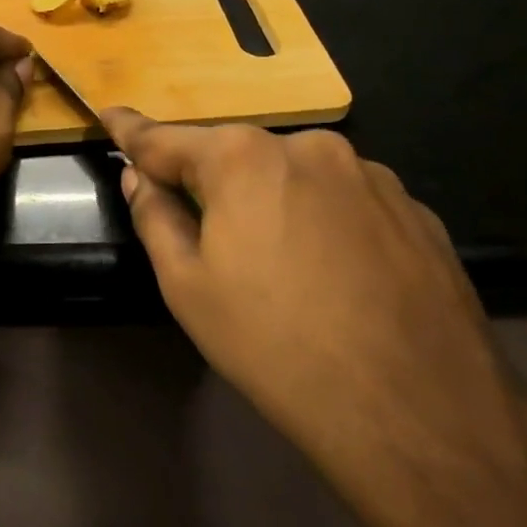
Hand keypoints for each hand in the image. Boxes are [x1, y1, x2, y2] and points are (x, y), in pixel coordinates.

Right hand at [101, 109, 520, 477]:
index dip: (132, 130)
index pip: (166, 138)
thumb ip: (155, 217)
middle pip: (237, 156)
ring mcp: (370, 173)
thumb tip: (139, 177)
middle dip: (212, 181)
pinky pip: (346, 200)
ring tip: (283, 267)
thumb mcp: (188, 288)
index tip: (109, 114)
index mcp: (243, 158)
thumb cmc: (275, 345)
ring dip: (274, 200)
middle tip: (206, 233)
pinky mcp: (415, 208)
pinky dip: (325, 220)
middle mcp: (308, 146)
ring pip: (296, 176)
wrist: (417, 412)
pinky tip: (336, 275)